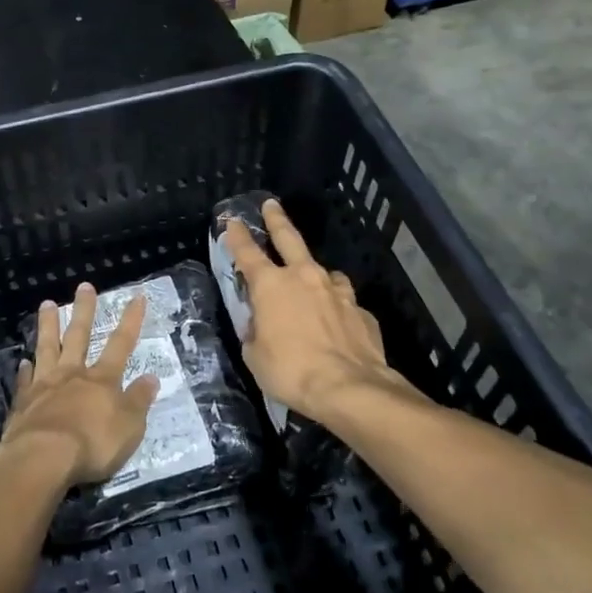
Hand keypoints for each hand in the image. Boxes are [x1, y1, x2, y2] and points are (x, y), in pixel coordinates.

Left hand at [2, 283, 160, 486]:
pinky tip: (23, 361)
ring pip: (47, 347)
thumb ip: (139, 401)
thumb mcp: (129, 427)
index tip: (137, 296)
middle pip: (78, 335)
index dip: (131, 320)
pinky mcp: (23, 402)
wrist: (42, 458)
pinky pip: (25, 380)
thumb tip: (151, 378)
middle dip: (84, 310)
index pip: (121, 344)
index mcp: (102, 380)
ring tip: (46, 304)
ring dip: (48, 325)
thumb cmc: (93, 444)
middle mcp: (73, 375)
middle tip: (84, 286)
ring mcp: (44, 385)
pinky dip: (25, 370)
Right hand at [223, 200, 394, 423]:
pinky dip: (336, 306)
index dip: (236, 236)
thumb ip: (256, 332)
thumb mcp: (255, 356)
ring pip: (323, 270)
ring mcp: (337, 291)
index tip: (230, 220)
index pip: (247, 253)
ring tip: (313, 282)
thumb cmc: (291, 371)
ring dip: (314, 273)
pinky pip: (344, 301)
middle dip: (276, 220)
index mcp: (271, 286)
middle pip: (289, 238)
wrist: (349, 387)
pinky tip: (336, 323)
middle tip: (271, 205)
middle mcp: (304, 278)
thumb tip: (261, 325)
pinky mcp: (361, 310)